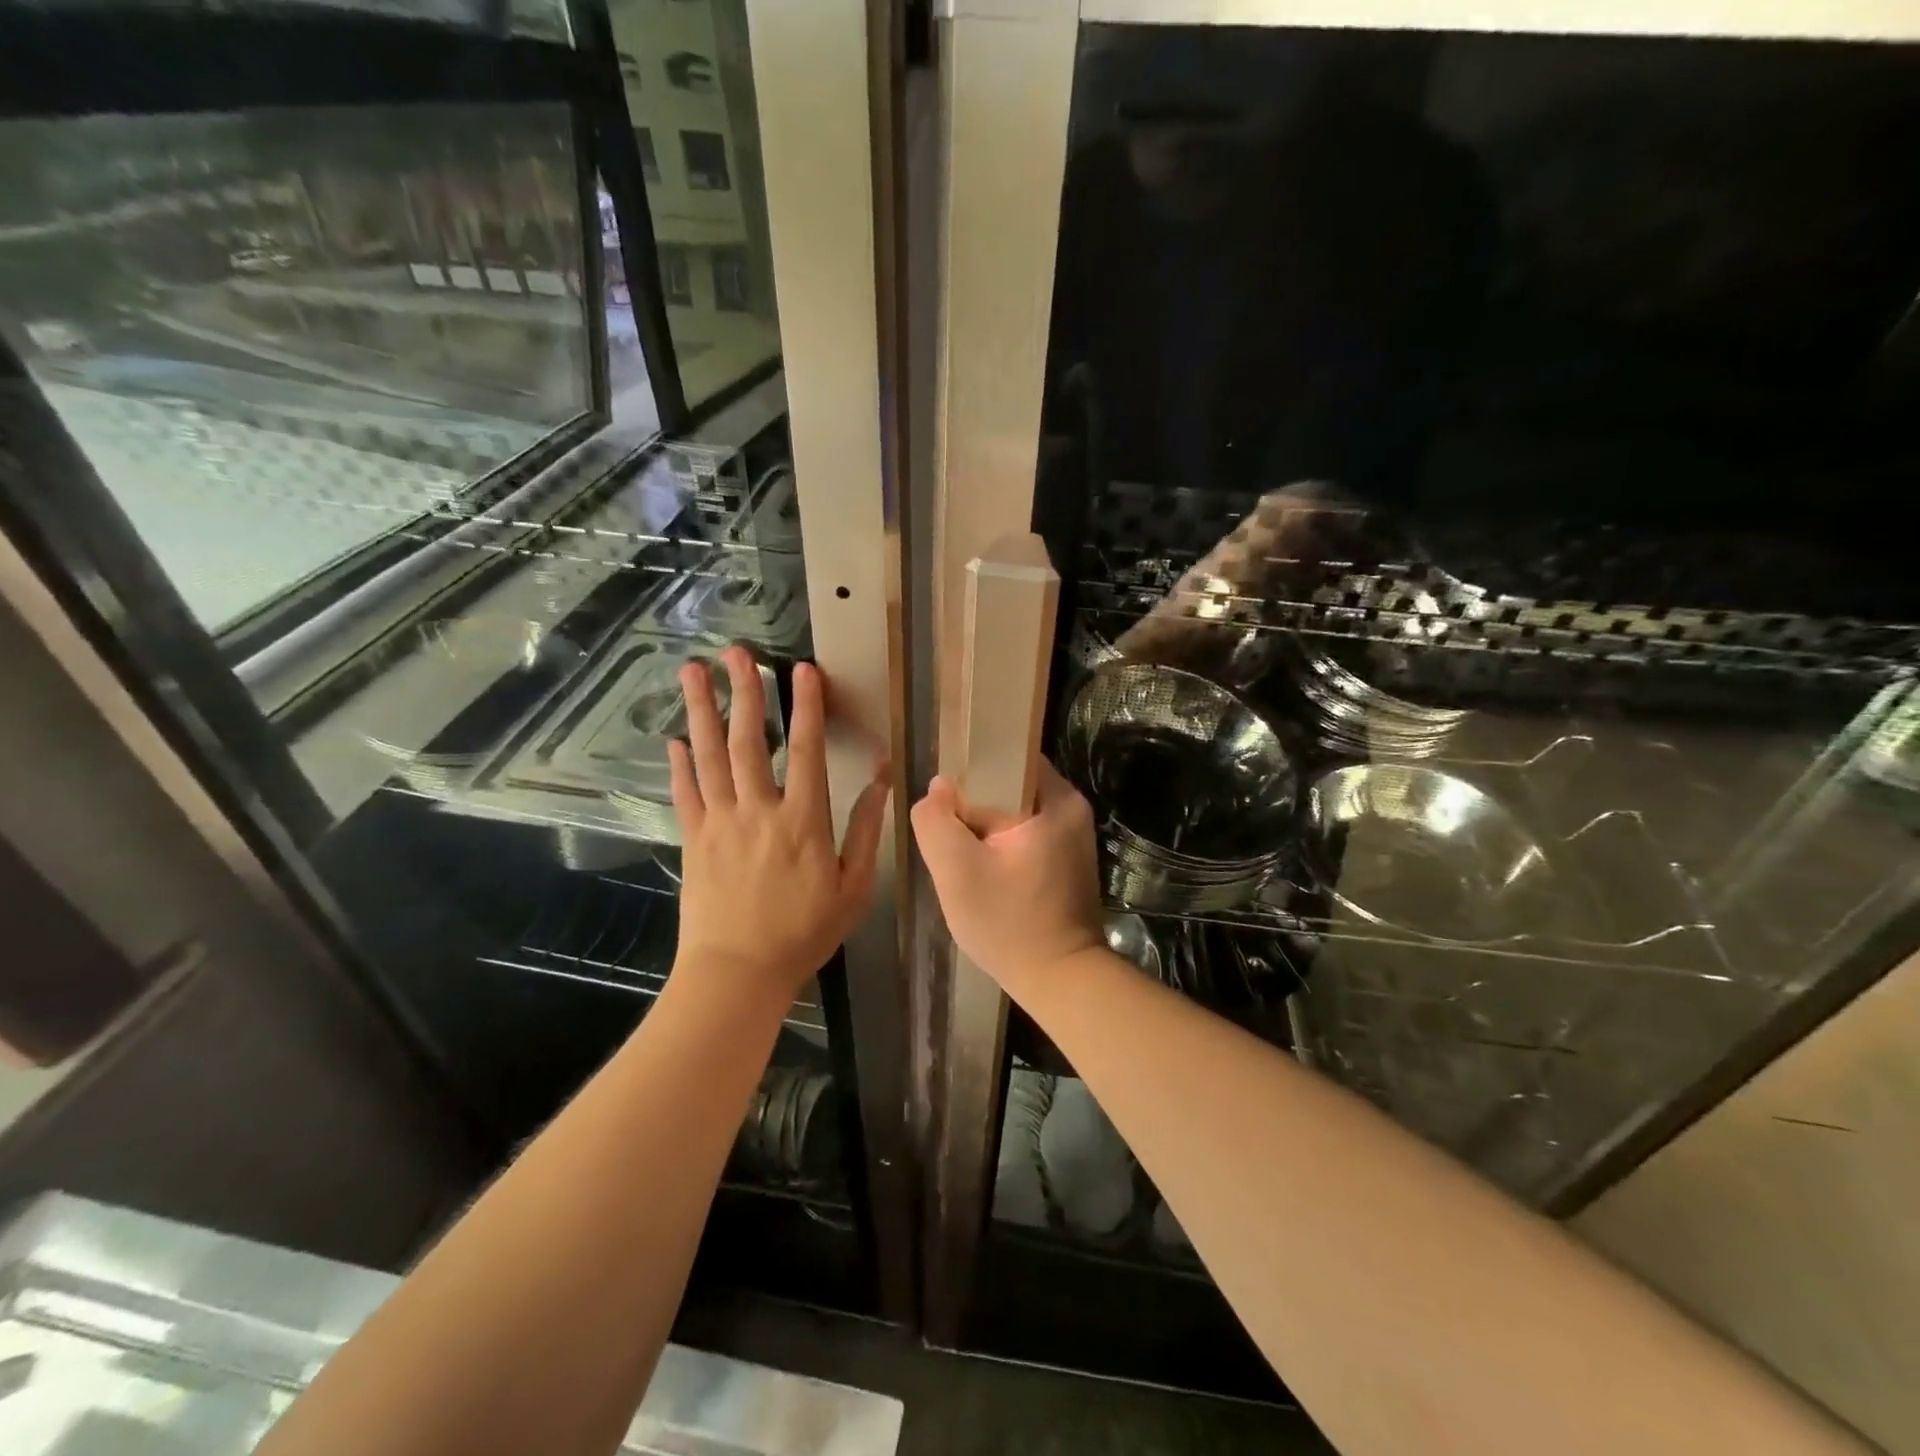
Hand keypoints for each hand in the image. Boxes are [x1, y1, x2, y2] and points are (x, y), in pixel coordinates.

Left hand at [670, 648, 888, 999]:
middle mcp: (758, 810)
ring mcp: (720, 822)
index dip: (806, 707)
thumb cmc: (804, 932)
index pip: (805, 750)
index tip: (802, 670)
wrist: (738, 972)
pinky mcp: (694, 840)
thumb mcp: (853, 886)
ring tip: (693, 672)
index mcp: (802, 819)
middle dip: (745, 691)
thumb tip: (883, 782)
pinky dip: (680, 763)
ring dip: (702, 711)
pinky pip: (685, 793)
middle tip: (736, 652)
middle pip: (748, 740)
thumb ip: (866, 830)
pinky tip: (675, 738)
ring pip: (709, 756)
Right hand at [910, 762, 1104, 991]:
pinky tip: (986, 871)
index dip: (969, 772)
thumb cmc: (1009, 924)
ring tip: (964, 855)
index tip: (945, 801)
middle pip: (1009, 784)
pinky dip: (1003, 845)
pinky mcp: (1068, 858)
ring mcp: (1073, 834)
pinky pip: (1027, 833)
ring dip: (987, 828)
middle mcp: (1071, 808)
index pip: (1006, 757)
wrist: (1060, 980)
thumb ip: (936, 822)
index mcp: (1055, 798)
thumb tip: (938, 789)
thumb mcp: (956, 872)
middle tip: (949, 833)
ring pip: (1015, 811)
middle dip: (975, 804)